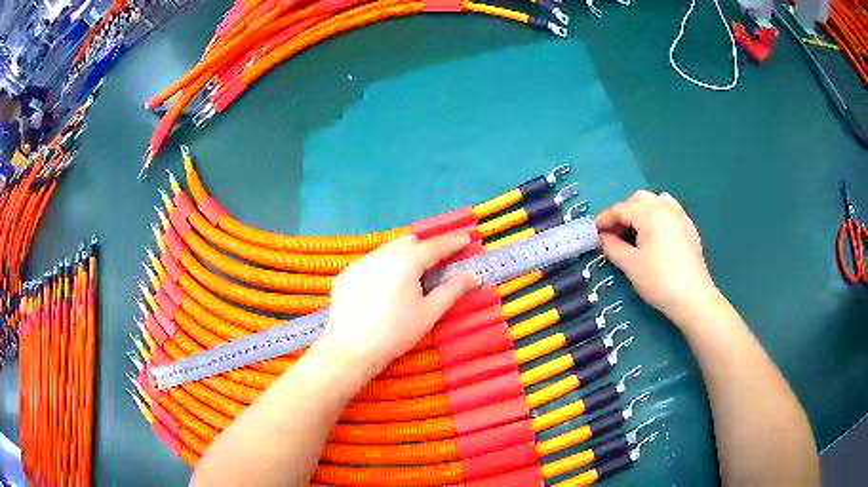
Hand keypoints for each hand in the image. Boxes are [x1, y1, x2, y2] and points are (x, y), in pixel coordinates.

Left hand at [316, 232, 480, 373]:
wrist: (350, 351)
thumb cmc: (395, 334)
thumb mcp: (429, 313)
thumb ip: (452, 290)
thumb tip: (474, 277)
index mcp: (405, 262)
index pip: (433, 246)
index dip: (451, 242)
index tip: (465, 239)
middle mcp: (381, 255)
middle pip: (408, 242)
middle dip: (425, 246)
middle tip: (438, 260)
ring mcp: (359, 263)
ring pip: (387, 249)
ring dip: (403, 254)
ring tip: (411, 274)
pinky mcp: (345, 275)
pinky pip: (370, 261)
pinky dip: (383, 266)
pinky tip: (384, 286)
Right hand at [595, 191, 718, 322]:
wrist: (693, 298)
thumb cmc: (659, 280)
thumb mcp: (631, 265)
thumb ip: (613, 247)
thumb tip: (602, 237)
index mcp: (650, 213)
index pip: (620, 209)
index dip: (604, 219)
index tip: (592, 232)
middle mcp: (665, 207)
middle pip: (638, 199)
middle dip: (623, 212)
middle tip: (613, 233)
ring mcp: (680, 216)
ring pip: (656, 200)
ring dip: (641, 210)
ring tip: (634, 230)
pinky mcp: (689, 228)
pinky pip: (670, 209)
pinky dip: (657, 214)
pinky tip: (655, 233)